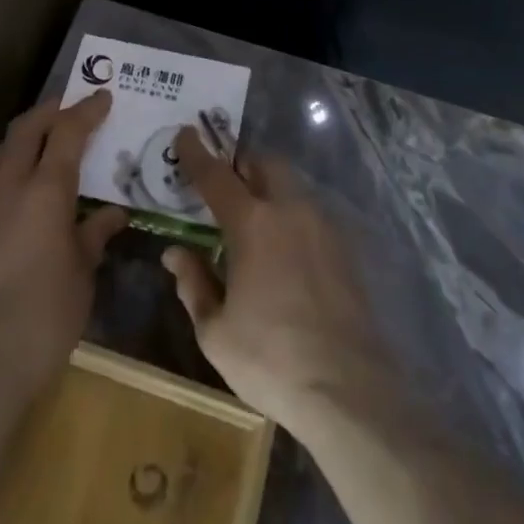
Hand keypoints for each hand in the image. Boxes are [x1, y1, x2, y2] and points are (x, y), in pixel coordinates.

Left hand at [0, 91, 126, 403]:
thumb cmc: (42, 318)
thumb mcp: (81, 277)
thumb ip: (94, 236)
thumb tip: (112, 214)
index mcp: (46, 191)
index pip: (68, 132)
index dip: (86, 110)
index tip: (102, 97)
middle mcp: (6, 185)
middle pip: (26, 128)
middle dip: (49, 111)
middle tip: (68, 109)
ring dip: (21, 141)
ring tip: (38, 149)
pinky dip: (0, 174)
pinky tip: (8, 198)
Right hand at [161, 131, 393, 434]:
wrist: (348, 389)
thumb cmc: (270, 359)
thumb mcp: (215, 330)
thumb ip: (193, 282)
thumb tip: (175, 253)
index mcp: (252, 224)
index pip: (216, 175)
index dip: (197, 153)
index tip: (185, 133)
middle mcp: (290, 211)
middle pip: (264, 164)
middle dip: (241, 163)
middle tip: (224, 184)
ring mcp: (323, 226)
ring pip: (292, 185)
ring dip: (269, 187)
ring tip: (253, 218)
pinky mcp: (345, 248)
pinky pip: (311, 212)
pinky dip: (291, 213)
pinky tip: (284, 249)